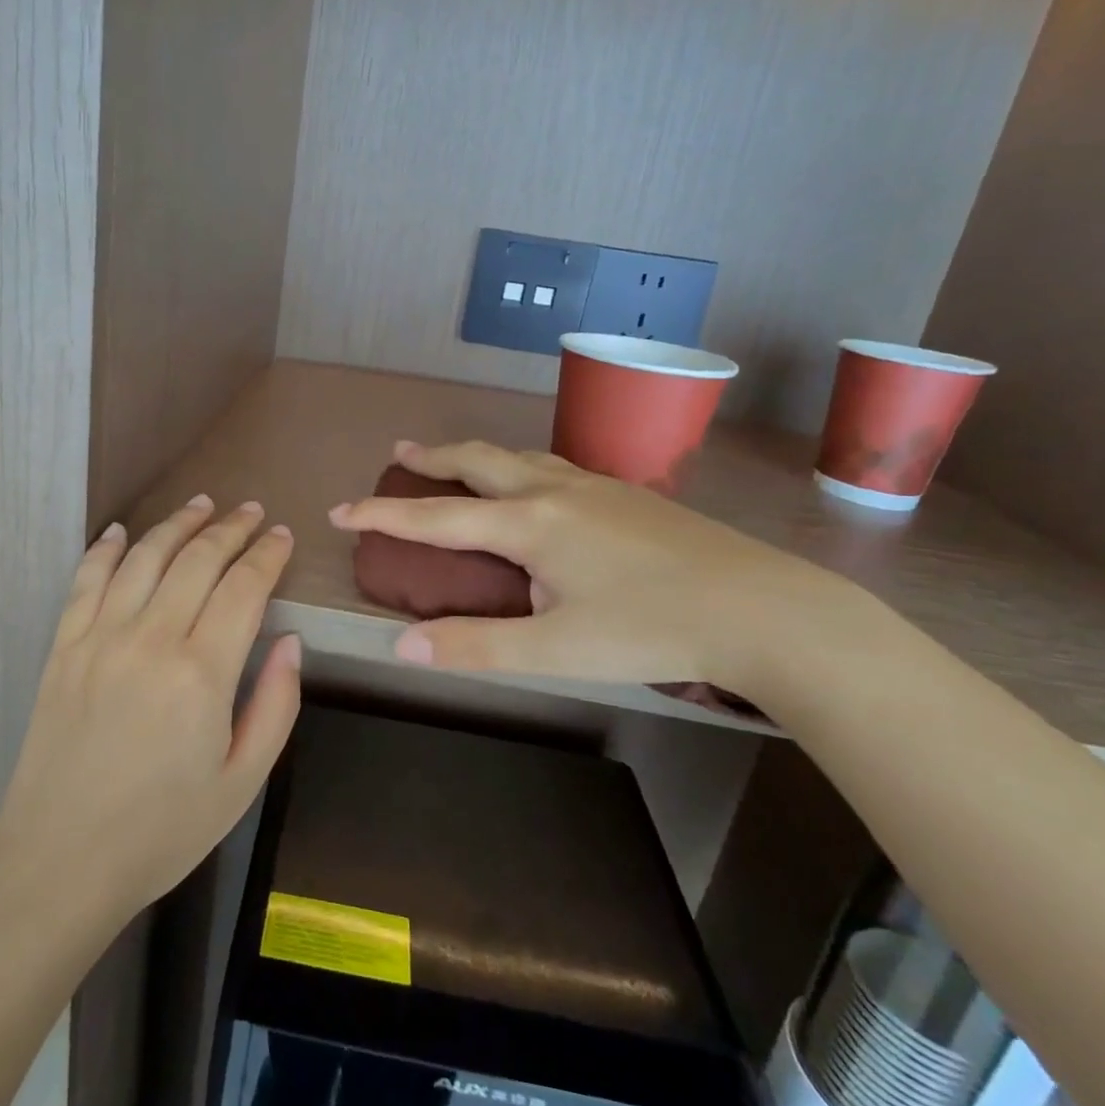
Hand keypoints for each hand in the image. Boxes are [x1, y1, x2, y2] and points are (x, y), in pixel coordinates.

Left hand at [0, 497, 300, 922]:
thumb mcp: (242, 781)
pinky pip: (85, 580)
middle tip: (251, 512)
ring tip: (201, 505)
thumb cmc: (163, 831)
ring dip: (176, 525)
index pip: (244, 588)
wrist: (59, 863)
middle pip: (197, 560)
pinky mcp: (62, 648)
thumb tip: (292, 641)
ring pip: (144, 557)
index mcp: (202, 673)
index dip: (267, 555)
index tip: (281, 536)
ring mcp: (99, 638)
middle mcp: (150, 639)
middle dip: (230, 529)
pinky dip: (105, 549)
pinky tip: (121, 531)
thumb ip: (276, 705)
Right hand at [328, 440, 856, 704]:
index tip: (341, 510)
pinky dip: (517, 466)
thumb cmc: (652, 630)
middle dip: (431, 458)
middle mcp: (554, 491)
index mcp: (530, 524)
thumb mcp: (556, 650)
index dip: (383, 514)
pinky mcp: (626, 494)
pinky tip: (532, 484)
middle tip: (398, 455)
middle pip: (477, 461)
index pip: (436, 517)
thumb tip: (402, 645)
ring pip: (518, 456)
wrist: (763, 608)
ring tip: (454, 462)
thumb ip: (476, 646)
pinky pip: (552, 465)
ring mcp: (595, 486)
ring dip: (475, 456)